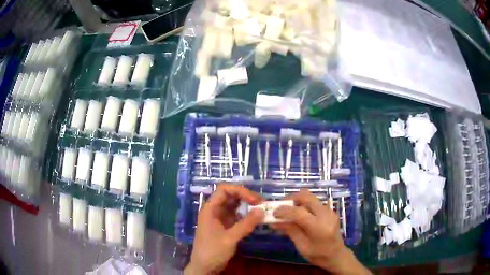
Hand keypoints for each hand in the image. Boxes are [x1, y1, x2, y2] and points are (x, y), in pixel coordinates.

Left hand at [184, 185, 263, 274]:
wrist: (205, 267)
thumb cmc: (212, 251)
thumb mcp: (230, 238)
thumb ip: (246, 224)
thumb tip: (262, 210)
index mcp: (210, 209)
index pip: (223, 190)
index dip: (239, 191)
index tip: (254, 199)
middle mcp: (214, 211)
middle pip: (230, 196)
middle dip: (245, 197)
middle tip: (262, 203)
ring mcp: (220, 219)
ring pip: (234, 206)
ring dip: (247, 206)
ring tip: (261, 209)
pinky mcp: (225, 227)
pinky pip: (236, 216)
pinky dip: (246, 215)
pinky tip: (255, 218)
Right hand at [271, 190, 369, 274]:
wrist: (337, 255)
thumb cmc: (318, 255)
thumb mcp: (301, 246)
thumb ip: (290, 230)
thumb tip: (275, 221)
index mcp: (319, 227)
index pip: (299, 212)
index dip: (284, 211)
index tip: (273, 213)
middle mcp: (326, 214)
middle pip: (306, 196)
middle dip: (291, 199)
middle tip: (280, 206)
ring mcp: (329, 211)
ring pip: (310, 197)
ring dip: (297, 201)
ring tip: (287, 211)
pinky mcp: (329, 210)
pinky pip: (313, 203)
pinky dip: (303, 205)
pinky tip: (297, 215)